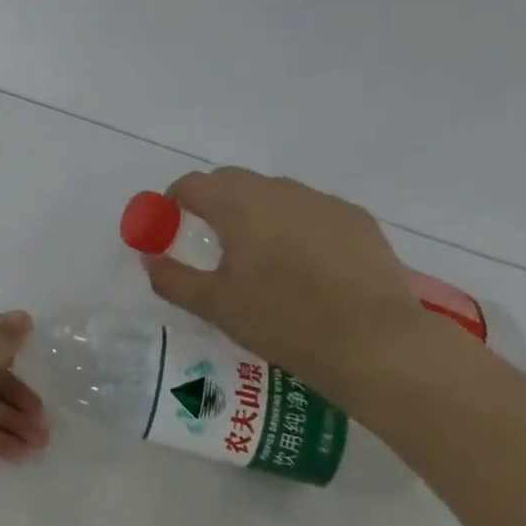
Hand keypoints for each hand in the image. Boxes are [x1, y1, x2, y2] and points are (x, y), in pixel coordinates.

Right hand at [142, 168, 426, 398]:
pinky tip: (305, 263)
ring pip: (273, 193)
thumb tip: (148, 259)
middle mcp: (278, 191)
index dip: (173, 200)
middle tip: (211, 240)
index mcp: (238, 205)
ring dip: (255, 211)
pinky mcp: (356, 219)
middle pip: (232, 181)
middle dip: (213, 201)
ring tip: (260, 254)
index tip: (170, 225)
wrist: (377, 344)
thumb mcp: (215, 306)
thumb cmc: (284, 321)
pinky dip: (295, 224)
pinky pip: (310, 209)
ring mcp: (322, 202)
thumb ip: (172, 278)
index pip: (192, 184)